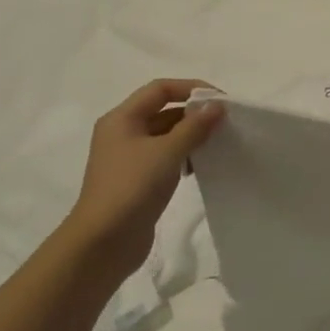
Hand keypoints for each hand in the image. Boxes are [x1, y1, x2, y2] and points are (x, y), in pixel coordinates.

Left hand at [66, 80, 224, 275]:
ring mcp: (129, 158)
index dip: (192, 88)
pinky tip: (200, 167)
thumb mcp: (167, 152)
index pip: (160, 89)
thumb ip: (194, 126)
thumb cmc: (132, 188)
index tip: (222, 101)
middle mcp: (123, 133)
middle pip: (163, 111)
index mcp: (122, 119)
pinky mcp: (137, 180)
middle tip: (225, 124)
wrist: (103, 242)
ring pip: (166, 136)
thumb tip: (216, 105)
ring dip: (191, 136)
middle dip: (194, 114)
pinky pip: (165, 158)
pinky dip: (184, 156)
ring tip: (218, 144)